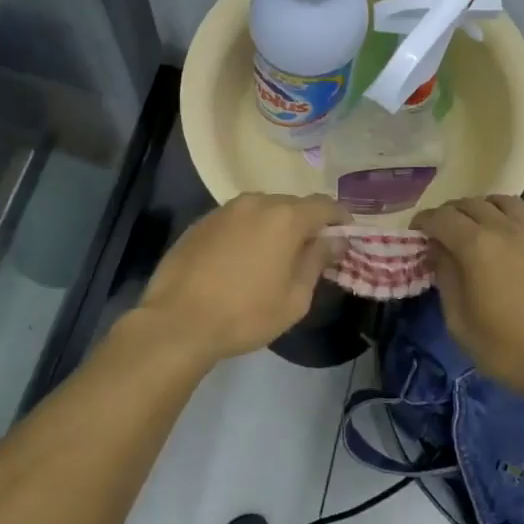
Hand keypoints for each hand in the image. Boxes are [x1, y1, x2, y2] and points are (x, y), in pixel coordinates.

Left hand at [135, 193, 345, 360]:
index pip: (324, 205)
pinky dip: (248, 232)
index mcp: (284, 217)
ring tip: (275, 256)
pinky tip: (242, 259)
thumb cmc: (245, 314)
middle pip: (292, 204)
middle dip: (306, 223)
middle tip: (311, 251)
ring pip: (262, 210)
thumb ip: (317, 261)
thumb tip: (335, 240)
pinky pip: (236, 220)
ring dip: (275, 226)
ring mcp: (224, 210)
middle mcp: (256, 202)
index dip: (340, 218)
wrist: (177, 321)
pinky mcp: (201, 222)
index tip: (346, 234)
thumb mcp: (294, 297)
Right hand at [413, 195, 523, 409]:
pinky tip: (522, 234)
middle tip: (444, 231)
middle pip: (471, 204)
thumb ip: (446, 279)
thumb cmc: (509, 350)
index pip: (441, 217)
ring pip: (506, 202)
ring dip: (486, 208)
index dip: (424, 221)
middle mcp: (505, 230)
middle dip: (451, 213)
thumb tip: (438, 251)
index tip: (416, 232)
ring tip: (481, 226)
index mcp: (475, 246)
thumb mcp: (460, 323)